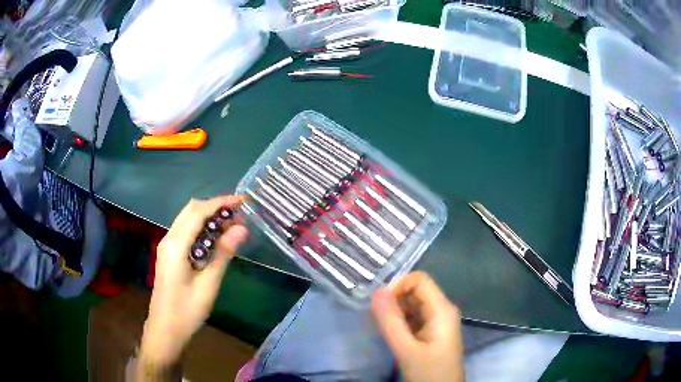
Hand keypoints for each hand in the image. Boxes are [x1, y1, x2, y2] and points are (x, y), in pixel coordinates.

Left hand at [138, 196, 248, 373]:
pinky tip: (215, 240)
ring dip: (208, 218)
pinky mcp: (169, 254)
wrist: (165, 329)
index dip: (220, 202)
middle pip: (191, 210)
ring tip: (231, 227)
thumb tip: (241, 228)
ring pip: (187, 219)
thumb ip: (223, 253)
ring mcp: (167, 246)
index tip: (242, 201)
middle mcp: (168, 239)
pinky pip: (185, 232)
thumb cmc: (187, 310)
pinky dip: (201, 229)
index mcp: (176, 245)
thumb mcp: (208, 284)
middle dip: (214, 207)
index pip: (198, 212)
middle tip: (238, 216)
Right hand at [371, 271, 463, 381]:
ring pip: (412, 306)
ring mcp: (437, 323)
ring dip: (394, 312)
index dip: (397, 286)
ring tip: (379, 326)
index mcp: (442, 309)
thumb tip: (377, 291)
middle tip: (374, 317)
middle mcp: (441, 311)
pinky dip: (398, 322)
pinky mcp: (430, 333)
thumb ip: (391, 322)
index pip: (419, 280)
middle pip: (415, 292)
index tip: (378, 304)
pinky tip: (388, 333)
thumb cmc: (429, 373)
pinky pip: (413, 319)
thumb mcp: (407, 350)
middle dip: (393, 300)